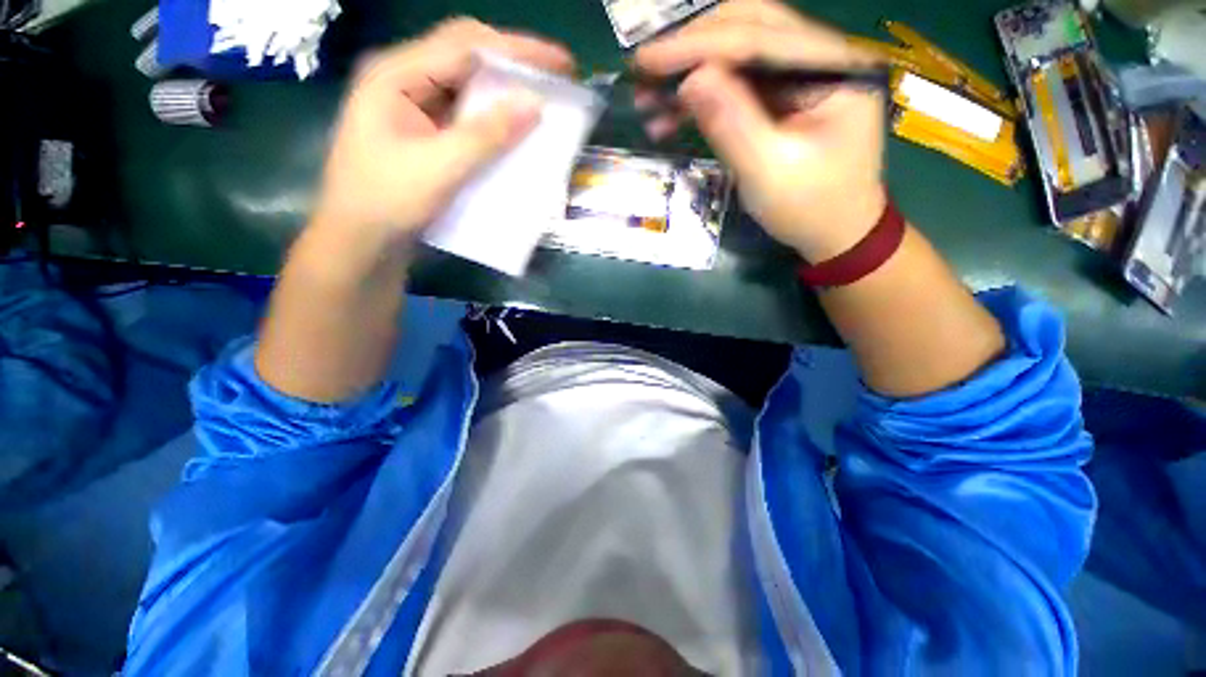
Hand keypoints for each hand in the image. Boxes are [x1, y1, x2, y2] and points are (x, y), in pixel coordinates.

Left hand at [313, 19, 573, 254]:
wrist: (360, 241)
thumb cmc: (387, 202)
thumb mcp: (439, 168)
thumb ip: (486, 135)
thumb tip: (534, 104)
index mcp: (396, 74)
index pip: (465, 44)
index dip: (518, 50)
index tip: (562, 63)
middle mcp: (404, 79)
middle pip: (466, 55)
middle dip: (514, 64)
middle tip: (555, 79)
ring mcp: (413, 106)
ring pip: (467, 85)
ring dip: (505, 91)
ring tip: (542, 100)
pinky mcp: (424, 131)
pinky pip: (465, 115)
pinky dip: (493, 118)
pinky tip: (514, 127)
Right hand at [635, 0, 886, 261]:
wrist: (835, 232)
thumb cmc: (810, 208)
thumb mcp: (768, 172)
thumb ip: (732, 123)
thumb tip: (689, 81)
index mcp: (831, 67)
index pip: (757, 38)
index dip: (696, 46)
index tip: (645, 59)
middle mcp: (819, 57)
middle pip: (748, 28)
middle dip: (692, 48)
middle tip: (646, 71)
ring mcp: (801, 76)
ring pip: (738, 54)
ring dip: (692, 73)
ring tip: (650, 101)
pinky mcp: (783, 98)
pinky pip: (737, 85)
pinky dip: (703, 98)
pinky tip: (672, 117)